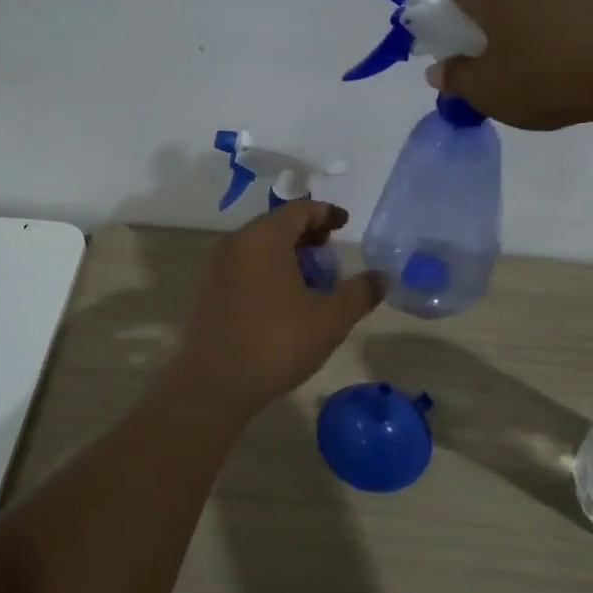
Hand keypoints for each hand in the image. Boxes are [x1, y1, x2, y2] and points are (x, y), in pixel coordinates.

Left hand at [169, 201, 383, 416]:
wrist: (214, 383)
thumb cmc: (276, 341)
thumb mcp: (330, 319)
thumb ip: (360, 293)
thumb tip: (382, 277)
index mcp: (264, 237)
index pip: (299, 209)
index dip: (326, 213)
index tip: (345, 224)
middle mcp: (237, 243)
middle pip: (277, 224)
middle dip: (308, 234)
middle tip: (331, 252)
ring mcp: (219, 267)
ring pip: (260, 246)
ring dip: (289, 254)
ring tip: (313, 279)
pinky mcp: (211, 291)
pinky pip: (246, 266)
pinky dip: (269, 270)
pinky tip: (286, 300)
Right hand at [431, 0, 592, 132]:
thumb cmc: (545, 78)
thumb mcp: (486, 90)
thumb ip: (455, 78)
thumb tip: (439, 70)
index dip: (443, 24)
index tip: (449, 56)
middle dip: (480, 30)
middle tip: (482, 68)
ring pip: (526, 8)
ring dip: (516, 34)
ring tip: (523, 74)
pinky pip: (557, 18)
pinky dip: (548, 38)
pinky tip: (557, 72)